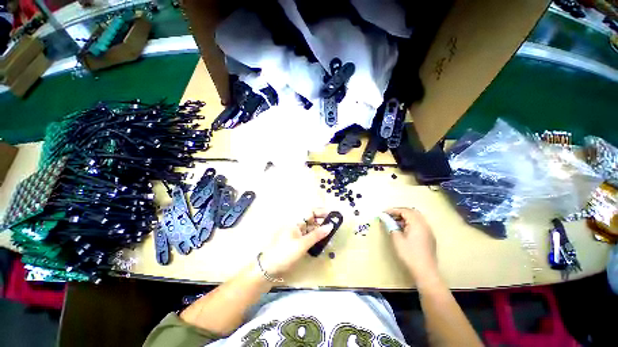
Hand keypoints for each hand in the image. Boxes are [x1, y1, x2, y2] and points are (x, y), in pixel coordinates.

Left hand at [259, 209, 332, 276]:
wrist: (268, 268)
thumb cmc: (284, 253)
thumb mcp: (302, 244)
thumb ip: (317, 235)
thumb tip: (330, 226)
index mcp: (296, 222)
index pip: (311, 212)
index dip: (321, 212)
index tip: (333, 215)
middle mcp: (297, 225)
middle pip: (312, 219)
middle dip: (323, 221)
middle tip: (334, 226)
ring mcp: (296, 234)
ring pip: (311, 229)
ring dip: (320, 231)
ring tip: (331, 235)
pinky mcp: (297, 242)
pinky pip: (308, 237)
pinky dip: (315, 238)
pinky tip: (322, 242)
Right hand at [386, 207, 437, 280]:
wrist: (425, 272)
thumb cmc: (409, 254)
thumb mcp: (397, 239)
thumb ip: (391, 226)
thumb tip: (384, 217)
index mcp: (417, 223)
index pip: (404, 211)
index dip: (393, 210)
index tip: (384, 213)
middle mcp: (424, 224)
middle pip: (412, 212)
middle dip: (400, 212)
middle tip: (389, 216)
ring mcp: (428, 231)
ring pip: (416, 218)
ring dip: (405, 217)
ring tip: (395, 222)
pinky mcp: (429, 237)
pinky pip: (419, 224)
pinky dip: (411, 222)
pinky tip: (404, 230)